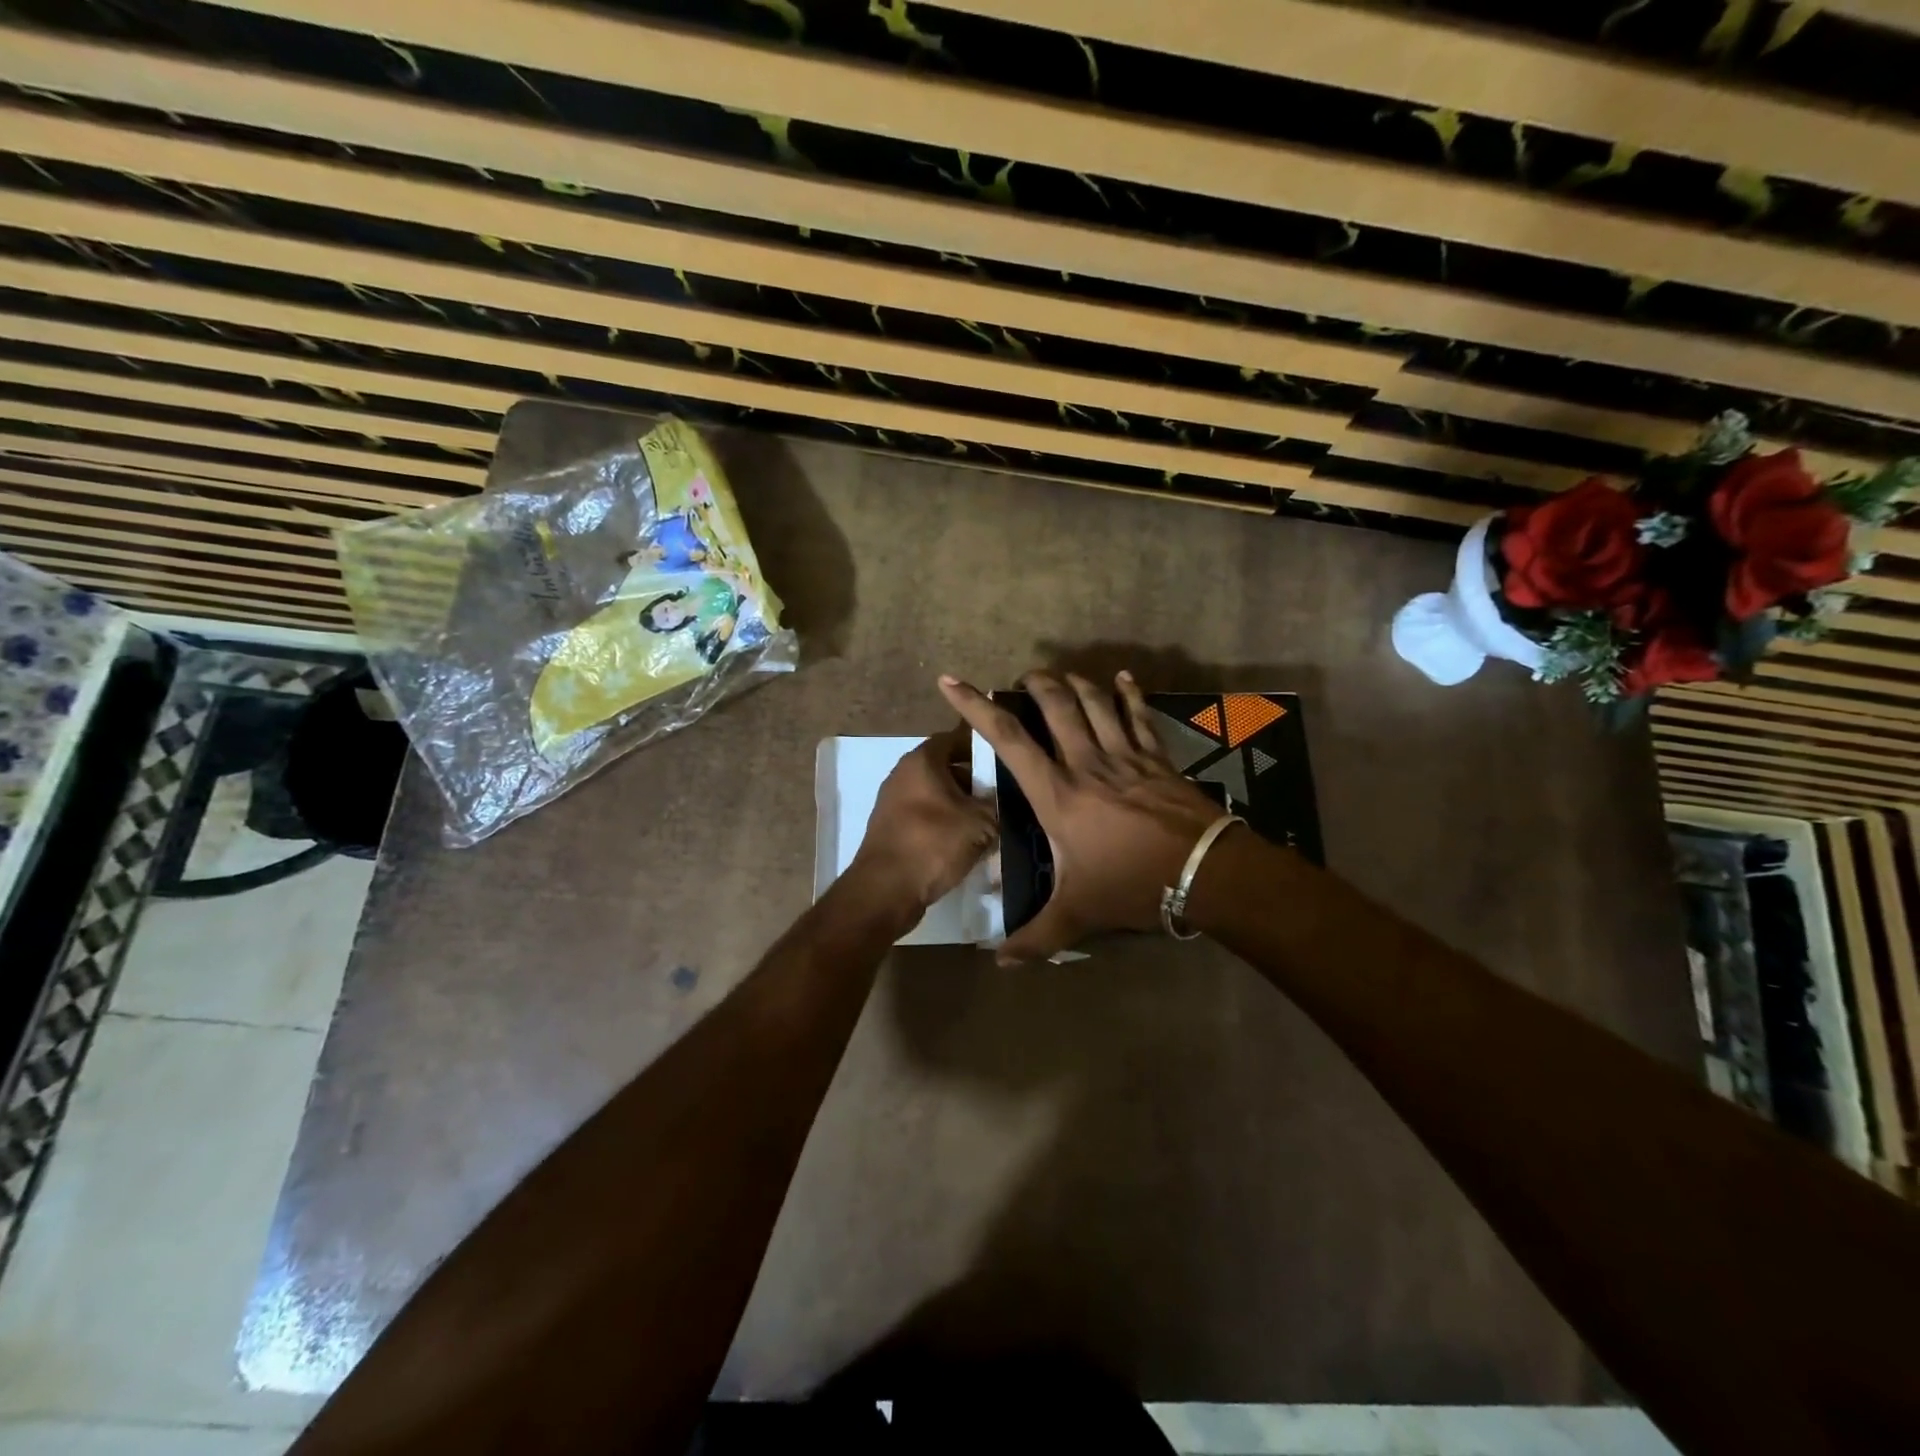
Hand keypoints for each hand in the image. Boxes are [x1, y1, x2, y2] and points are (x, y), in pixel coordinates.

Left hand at [849, 725, 997, 914]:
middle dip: (973, 780)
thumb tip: (999, 801)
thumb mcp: (981, 822)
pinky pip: (924, 816)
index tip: (1004, 760)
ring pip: (935, 794)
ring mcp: (892, 801)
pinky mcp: (890, 827)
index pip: (955, 738)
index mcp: (922, 760)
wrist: (886, 889)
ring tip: (987, 822)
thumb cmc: (934, 843)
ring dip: (959, 805)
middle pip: (944, 767)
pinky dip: (943, 823)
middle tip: (1000, 795)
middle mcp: (902, 773)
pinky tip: (963, 842)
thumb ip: (995, 803)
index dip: (981, 746)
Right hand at [939, 670, 1226, 962]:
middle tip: (1021, 680)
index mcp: (1057, 794)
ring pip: (1095, 702)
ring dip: (1075, 683)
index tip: (953, 681)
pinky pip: (1139, 715)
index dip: (975, 707)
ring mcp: (1125, 755)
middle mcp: (1086, 763)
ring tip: (1060, 677)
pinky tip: (1123, 677)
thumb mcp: (1078, 915)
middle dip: (1035, 684)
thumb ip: (1036, 937)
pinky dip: (1130, 693)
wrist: (1205, 872)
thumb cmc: (1132, 886)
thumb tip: (1000, 962)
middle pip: (1056, 705)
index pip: (1008, 739)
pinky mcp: (1156, 757)